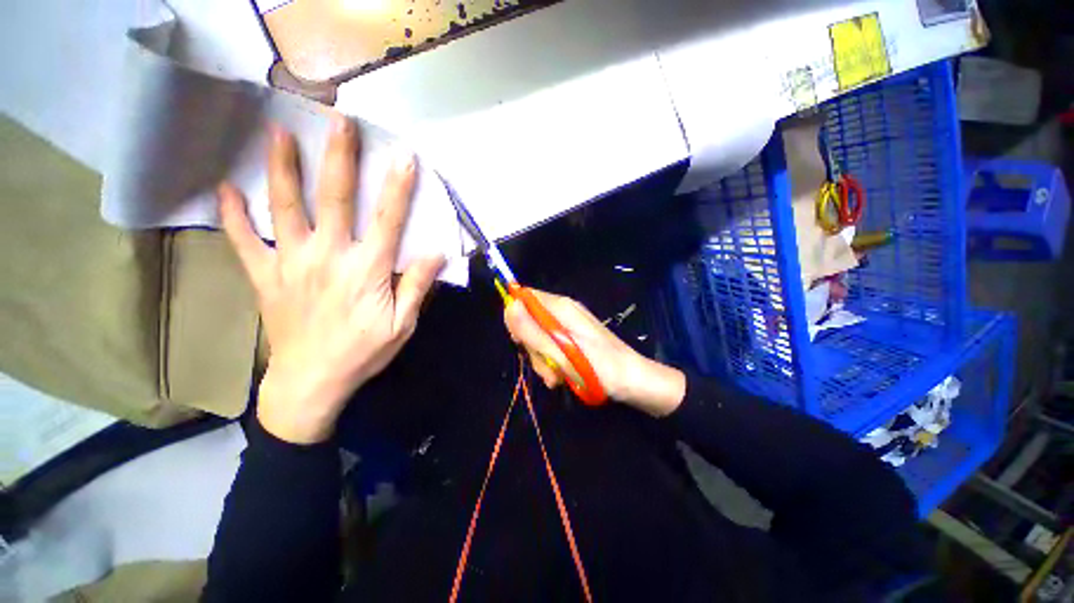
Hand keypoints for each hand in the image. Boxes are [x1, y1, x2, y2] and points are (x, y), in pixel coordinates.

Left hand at [219, 114, 444, 443]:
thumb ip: (417, 286)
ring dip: (282, 169)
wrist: (311, 382)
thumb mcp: (402, 324)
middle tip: (338, 122)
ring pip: (284, 208)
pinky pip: (243, 241)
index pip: (387, 220)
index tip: (403, 157)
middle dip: (338, 159)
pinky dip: (232, 215)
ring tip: (278, 134)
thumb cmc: (363, 352)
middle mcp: (328, 257)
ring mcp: (290, 263)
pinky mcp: (265, 276)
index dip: (397, 188)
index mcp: (367, 271)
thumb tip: (436, 253)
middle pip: (334, 200)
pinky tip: (225, 189)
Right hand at [504, 290, 685, 416]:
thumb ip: (533, 331)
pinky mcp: (572, 339)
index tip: (521, 342)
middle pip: (530, 320)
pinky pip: (551, 346)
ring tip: (557, 378)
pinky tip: (562, 377)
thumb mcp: (561, 352)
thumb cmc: (598, 367)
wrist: (631, 381)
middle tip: (547, 367)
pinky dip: (552, 363)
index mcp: (561, 307)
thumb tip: (509, 306)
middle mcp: (563, 311)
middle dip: (532, 347)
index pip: (524, 298)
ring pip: (539, 338)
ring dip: (543, 360)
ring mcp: (568, 325)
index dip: (516, 318)